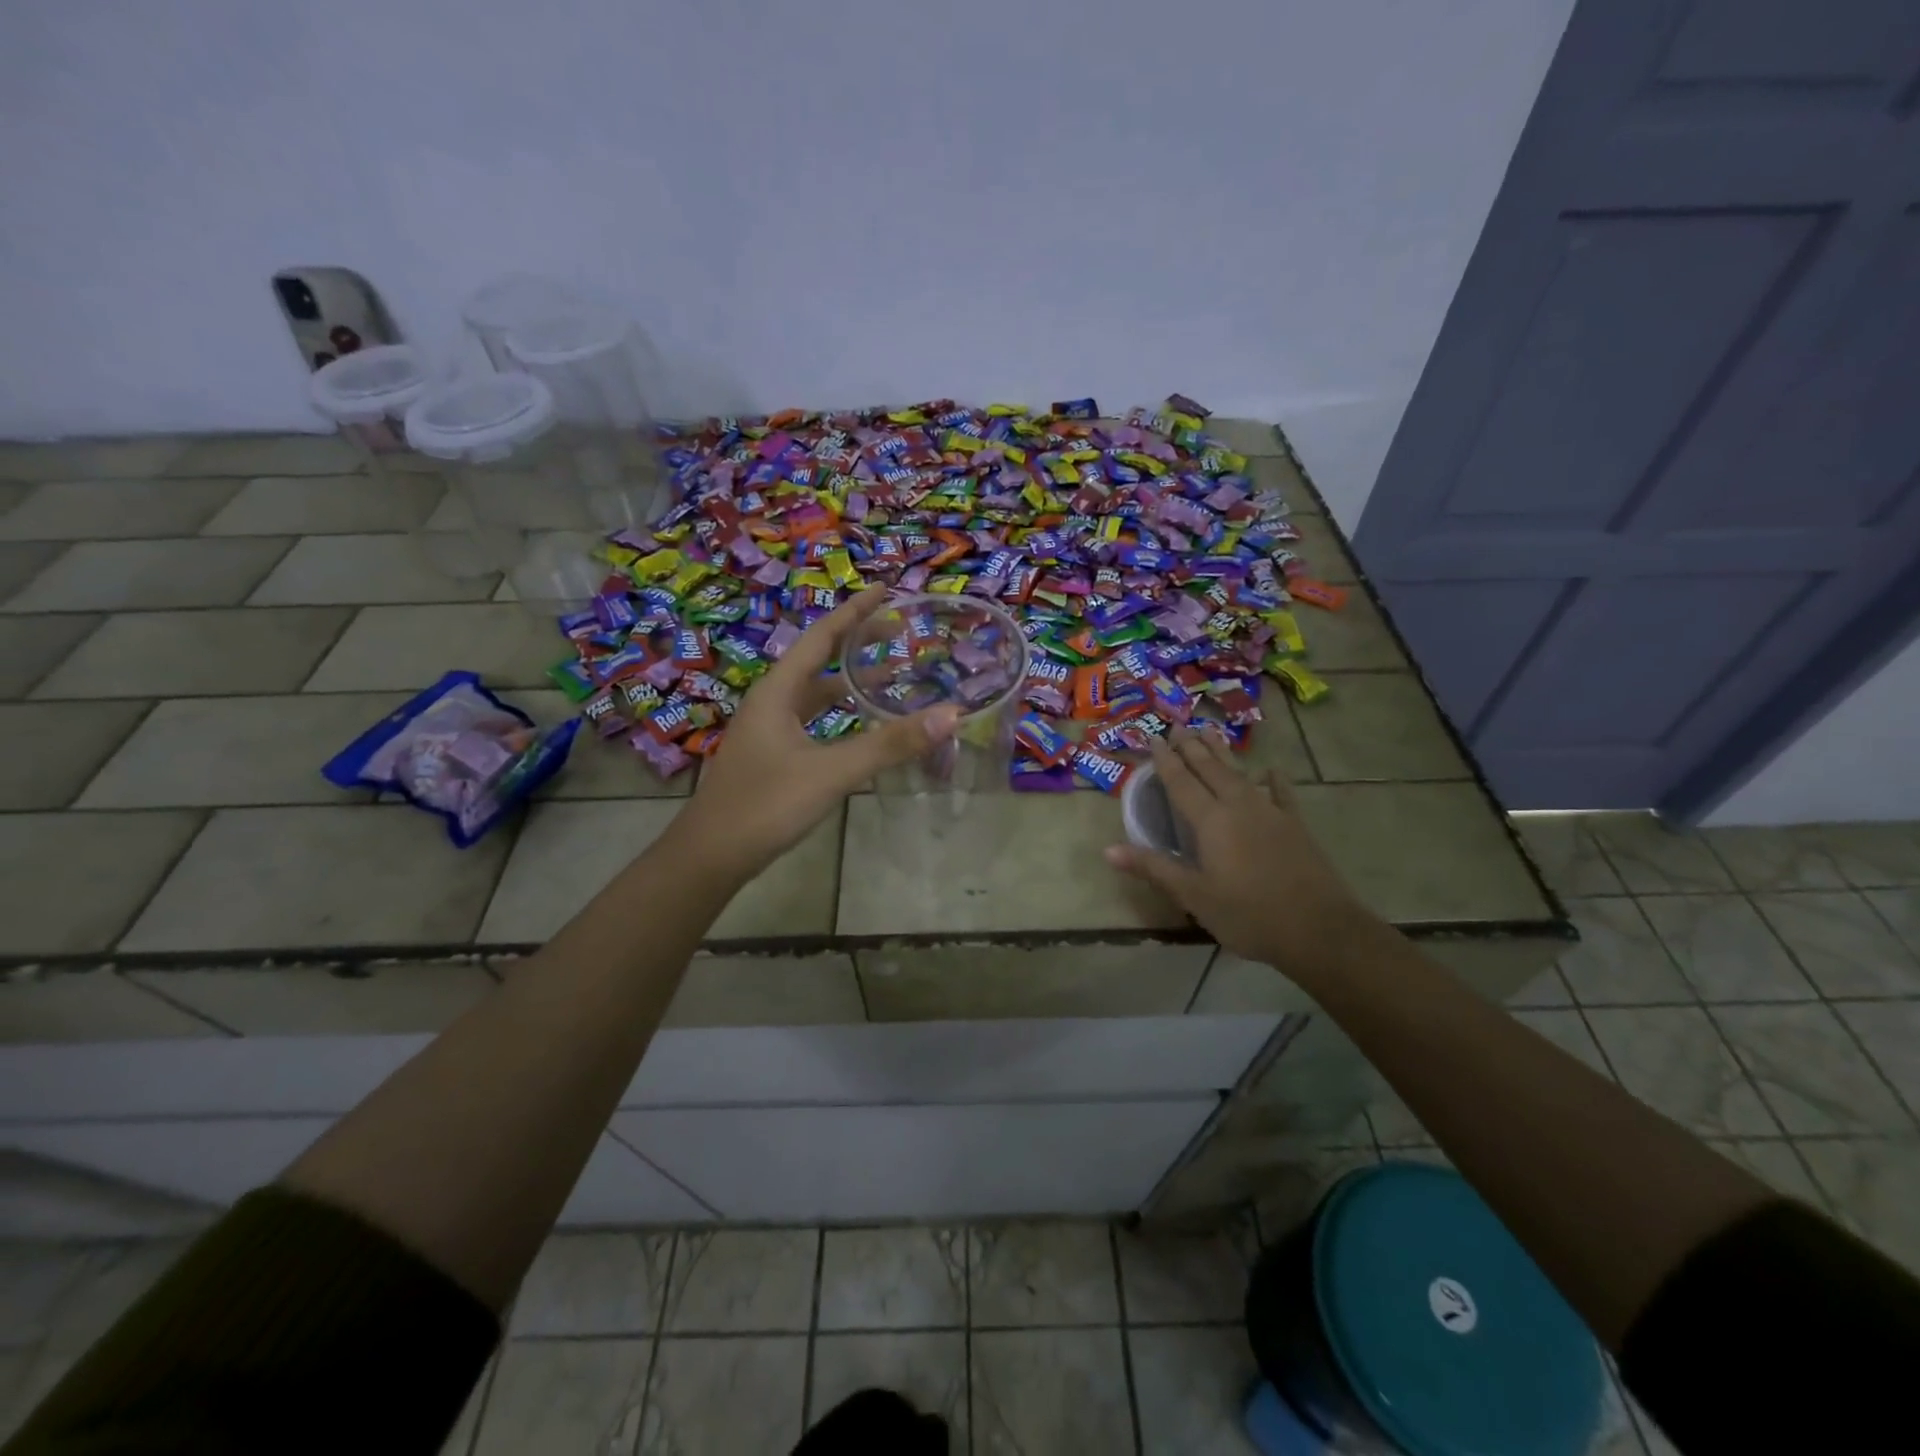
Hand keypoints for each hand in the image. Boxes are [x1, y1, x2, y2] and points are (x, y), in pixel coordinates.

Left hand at [669, 590, 960, 882]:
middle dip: (856, 643)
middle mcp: (771, 703)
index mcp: (778, 692)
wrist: (710, 857)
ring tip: (888, 674)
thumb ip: (890, 744)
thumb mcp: (832, 772)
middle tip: (898, 631)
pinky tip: (859, 727)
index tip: (886, 591)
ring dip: (849, 681)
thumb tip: (951, 714)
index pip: (821, 637)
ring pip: (814, 694)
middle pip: (819, 661)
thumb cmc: (766, 805)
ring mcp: (768, 732)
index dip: (855, 612)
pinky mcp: (772, 757)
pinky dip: (839, 714)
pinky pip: (812, 721)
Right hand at [1105, 726, 1380, 977]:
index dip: (1165, 760)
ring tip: (1210, 732)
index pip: (1181, 782)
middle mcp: (1239, 806)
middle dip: (1192, 747)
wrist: (1320, 930)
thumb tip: (1107, 849)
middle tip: (1178, 726)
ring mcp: (1271, 813)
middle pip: (1210, 769)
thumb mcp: (1193, 896)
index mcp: (1211, 821)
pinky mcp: (1295, 826)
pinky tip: (1271, 770)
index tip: (1153, 737)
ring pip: (1240, 773)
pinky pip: (1282, 793)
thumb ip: (1153, 867)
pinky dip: (1274, 780)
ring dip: (1223, 753)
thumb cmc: (1248, 915)